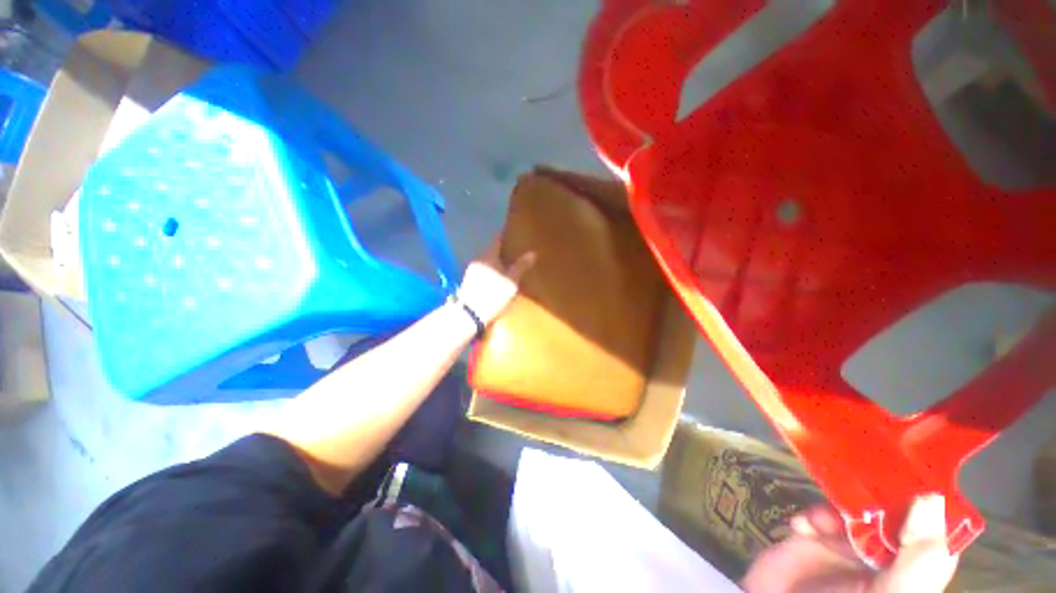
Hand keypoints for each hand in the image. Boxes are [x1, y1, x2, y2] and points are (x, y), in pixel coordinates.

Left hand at [457, 244, 535, 325]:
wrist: (471, 315)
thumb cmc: (494, 295)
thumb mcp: (512, 282)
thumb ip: (521, 266)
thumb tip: (532, 253)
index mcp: (488, 256)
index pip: (498, 241)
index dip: (506, 237)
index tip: (514, 234)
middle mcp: (478, 260)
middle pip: (492, 252)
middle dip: (503, 252)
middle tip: (515, 252)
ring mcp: (471, 272)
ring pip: (487, 263)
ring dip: (496, 263)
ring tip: (509, 267)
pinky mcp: (469, 283)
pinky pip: (483, 272)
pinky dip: (491, 272)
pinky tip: (497, 279)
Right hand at [742, 495, 958, 592]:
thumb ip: (919, 560)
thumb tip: (932, 499)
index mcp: (914, 572)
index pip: (934, 533)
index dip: (929, 506)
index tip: (914, 477)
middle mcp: (887, 559)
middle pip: (891, 516)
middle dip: (874, 500)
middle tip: (860, 486)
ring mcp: (849, 549)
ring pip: (853, 510)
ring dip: (837, 508)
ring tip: (821, 520)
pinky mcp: (815, 540)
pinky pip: (818, 515)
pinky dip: (810, 515)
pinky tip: (802, 526)